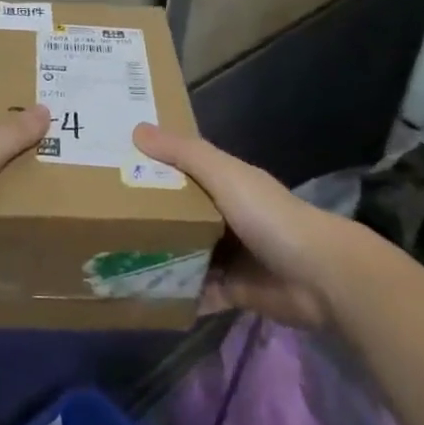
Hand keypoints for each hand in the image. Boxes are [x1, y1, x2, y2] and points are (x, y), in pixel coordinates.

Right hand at [133, 124, 354, 328]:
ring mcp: (229, 256)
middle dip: (149, 217)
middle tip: (104, 219)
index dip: (153, 167)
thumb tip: (137, 129)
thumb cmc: (269, 216)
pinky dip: (177, 295)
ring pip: (185, 254)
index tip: (115, 167)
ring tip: (114, 259)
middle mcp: (225, 217)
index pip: (183, 171)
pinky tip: (144, 296)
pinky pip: (197, 292)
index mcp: (226, 184)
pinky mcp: (233, 291)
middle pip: (180, 214)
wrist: (319, 276)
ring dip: (160, 257)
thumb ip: (184, 154)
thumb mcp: (224, 175)